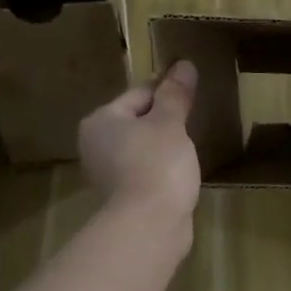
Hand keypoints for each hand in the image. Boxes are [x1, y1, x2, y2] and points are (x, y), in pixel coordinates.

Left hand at [78, 62, 201, 219]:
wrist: (149, 225)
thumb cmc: (157, 164)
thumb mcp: (170, 123)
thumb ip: (175, 94)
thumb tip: (183, 65)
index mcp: (101, 121)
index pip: (139, 93)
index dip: (168, 91)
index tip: (193, 93)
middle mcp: (96, 144)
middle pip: (138, 120)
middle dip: (165, 120)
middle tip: (194, 121)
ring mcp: (107, 173)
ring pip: (142, 147)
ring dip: (164, 146)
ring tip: (191, 147)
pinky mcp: (123, 197)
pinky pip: (146, 170)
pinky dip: (162, 168)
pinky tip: (181, 172)